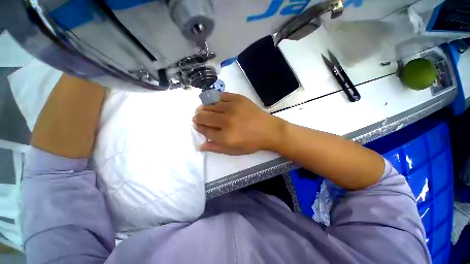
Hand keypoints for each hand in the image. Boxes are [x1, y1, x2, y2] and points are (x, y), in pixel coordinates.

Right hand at [192, 92, 284, 154]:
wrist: (268, 130)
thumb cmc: (251, 143)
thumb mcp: (234, 151)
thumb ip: (216, 148)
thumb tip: (200, 146)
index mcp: (225, 136)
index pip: (204, 130)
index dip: (199, 127)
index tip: (197, 125)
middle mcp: (226, 121)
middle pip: (204, 116)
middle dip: (197, 117)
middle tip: (198, 117)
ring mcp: (232, 107)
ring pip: (210, 105)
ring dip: (204, 107)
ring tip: (204, 109)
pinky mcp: (238, 98)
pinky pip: (221, 95)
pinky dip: (215, 99)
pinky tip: (215, 102)